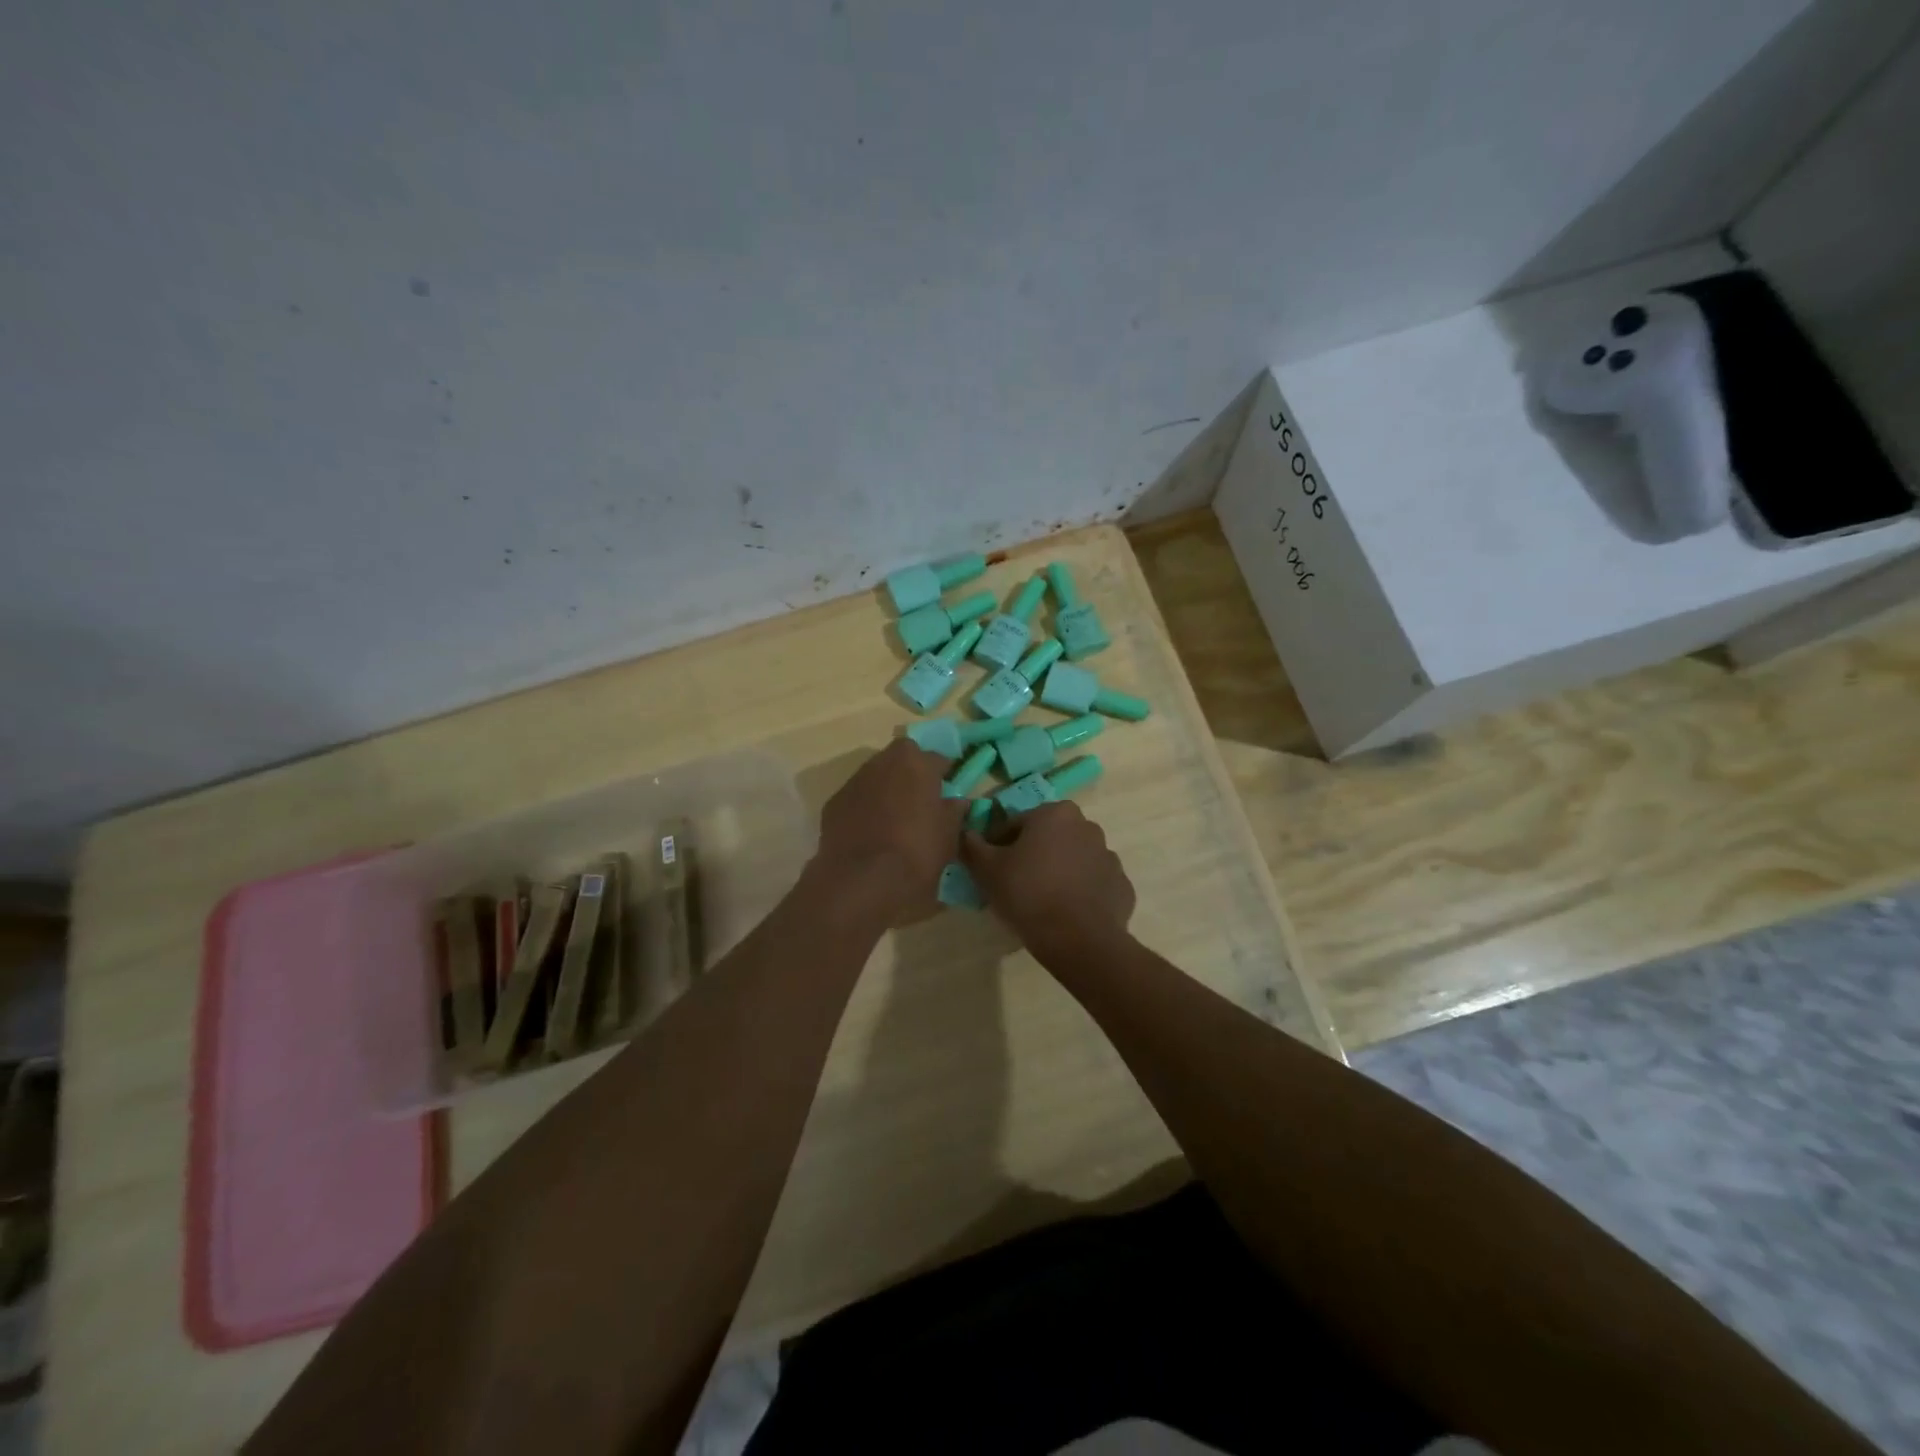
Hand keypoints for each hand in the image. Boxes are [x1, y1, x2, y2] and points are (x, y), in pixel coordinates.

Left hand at [812, 739, 965, 923]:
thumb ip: (954, 811)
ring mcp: (854, 782)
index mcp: (916, 764)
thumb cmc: (917, 853)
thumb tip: (955, 801)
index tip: (948, 792)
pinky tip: (871, 834)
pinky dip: (865, 808)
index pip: (937, 758)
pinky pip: (857, 799)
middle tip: (920, 802)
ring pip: (876, 777)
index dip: (944, 775)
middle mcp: (883, 763)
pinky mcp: (833, 804)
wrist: (862, 881)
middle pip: (902, 759)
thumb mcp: (949, 836)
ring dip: (887, 790)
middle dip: (911, 774)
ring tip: (895, 820)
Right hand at [962, 801, 1135, 960]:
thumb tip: (966, 833)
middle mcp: (1087, 826)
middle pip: (1050, 838)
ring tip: (1043, 902)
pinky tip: (1067, 913)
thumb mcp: (987, 869)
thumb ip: (972, 845)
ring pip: (1074, 859)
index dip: (1001, 844)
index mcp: (1055, 814)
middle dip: (1034, 854)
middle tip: (1017, 884)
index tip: (994, 868)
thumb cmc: (1028, 894)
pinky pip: (1094, 884)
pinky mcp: (1122, 886)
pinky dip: (1081, 893)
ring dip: (1060, 871)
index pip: (1018, 823)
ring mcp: (1109, 857)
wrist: (1078, 940)